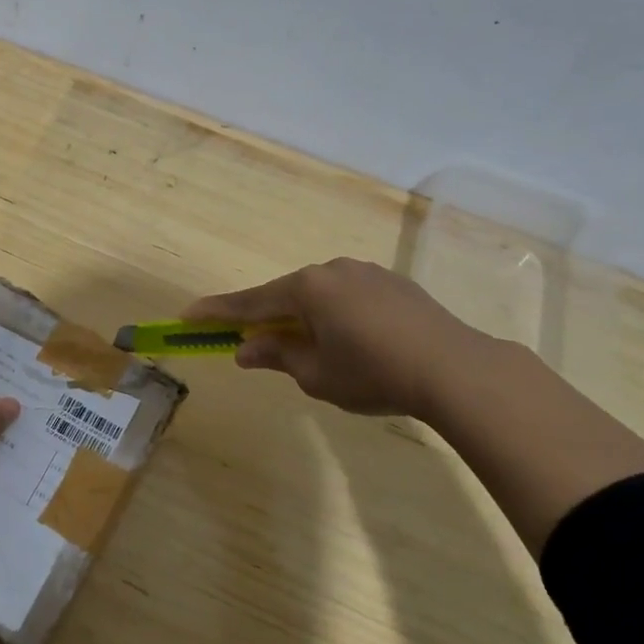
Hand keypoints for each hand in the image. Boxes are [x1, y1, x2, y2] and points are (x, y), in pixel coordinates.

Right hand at [184, 258, 490, 419]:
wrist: (456, 369)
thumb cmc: (374, 373)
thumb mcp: (316, 374)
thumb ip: (277, 355)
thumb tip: (246, 348)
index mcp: (306, 288)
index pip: (250, 302)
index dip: (216, 312)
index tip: (187, 315)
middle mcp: (331, 270)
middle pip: (286, 295)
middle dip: (268, 319)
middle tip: (253, 343)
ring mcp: (366, 273)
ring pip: (320, 295)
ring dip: (306, 317)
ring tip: (313, 349)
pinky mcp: (394, 284)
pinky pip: (350, 297)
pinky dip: (338, 315)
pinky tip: (354, 342)